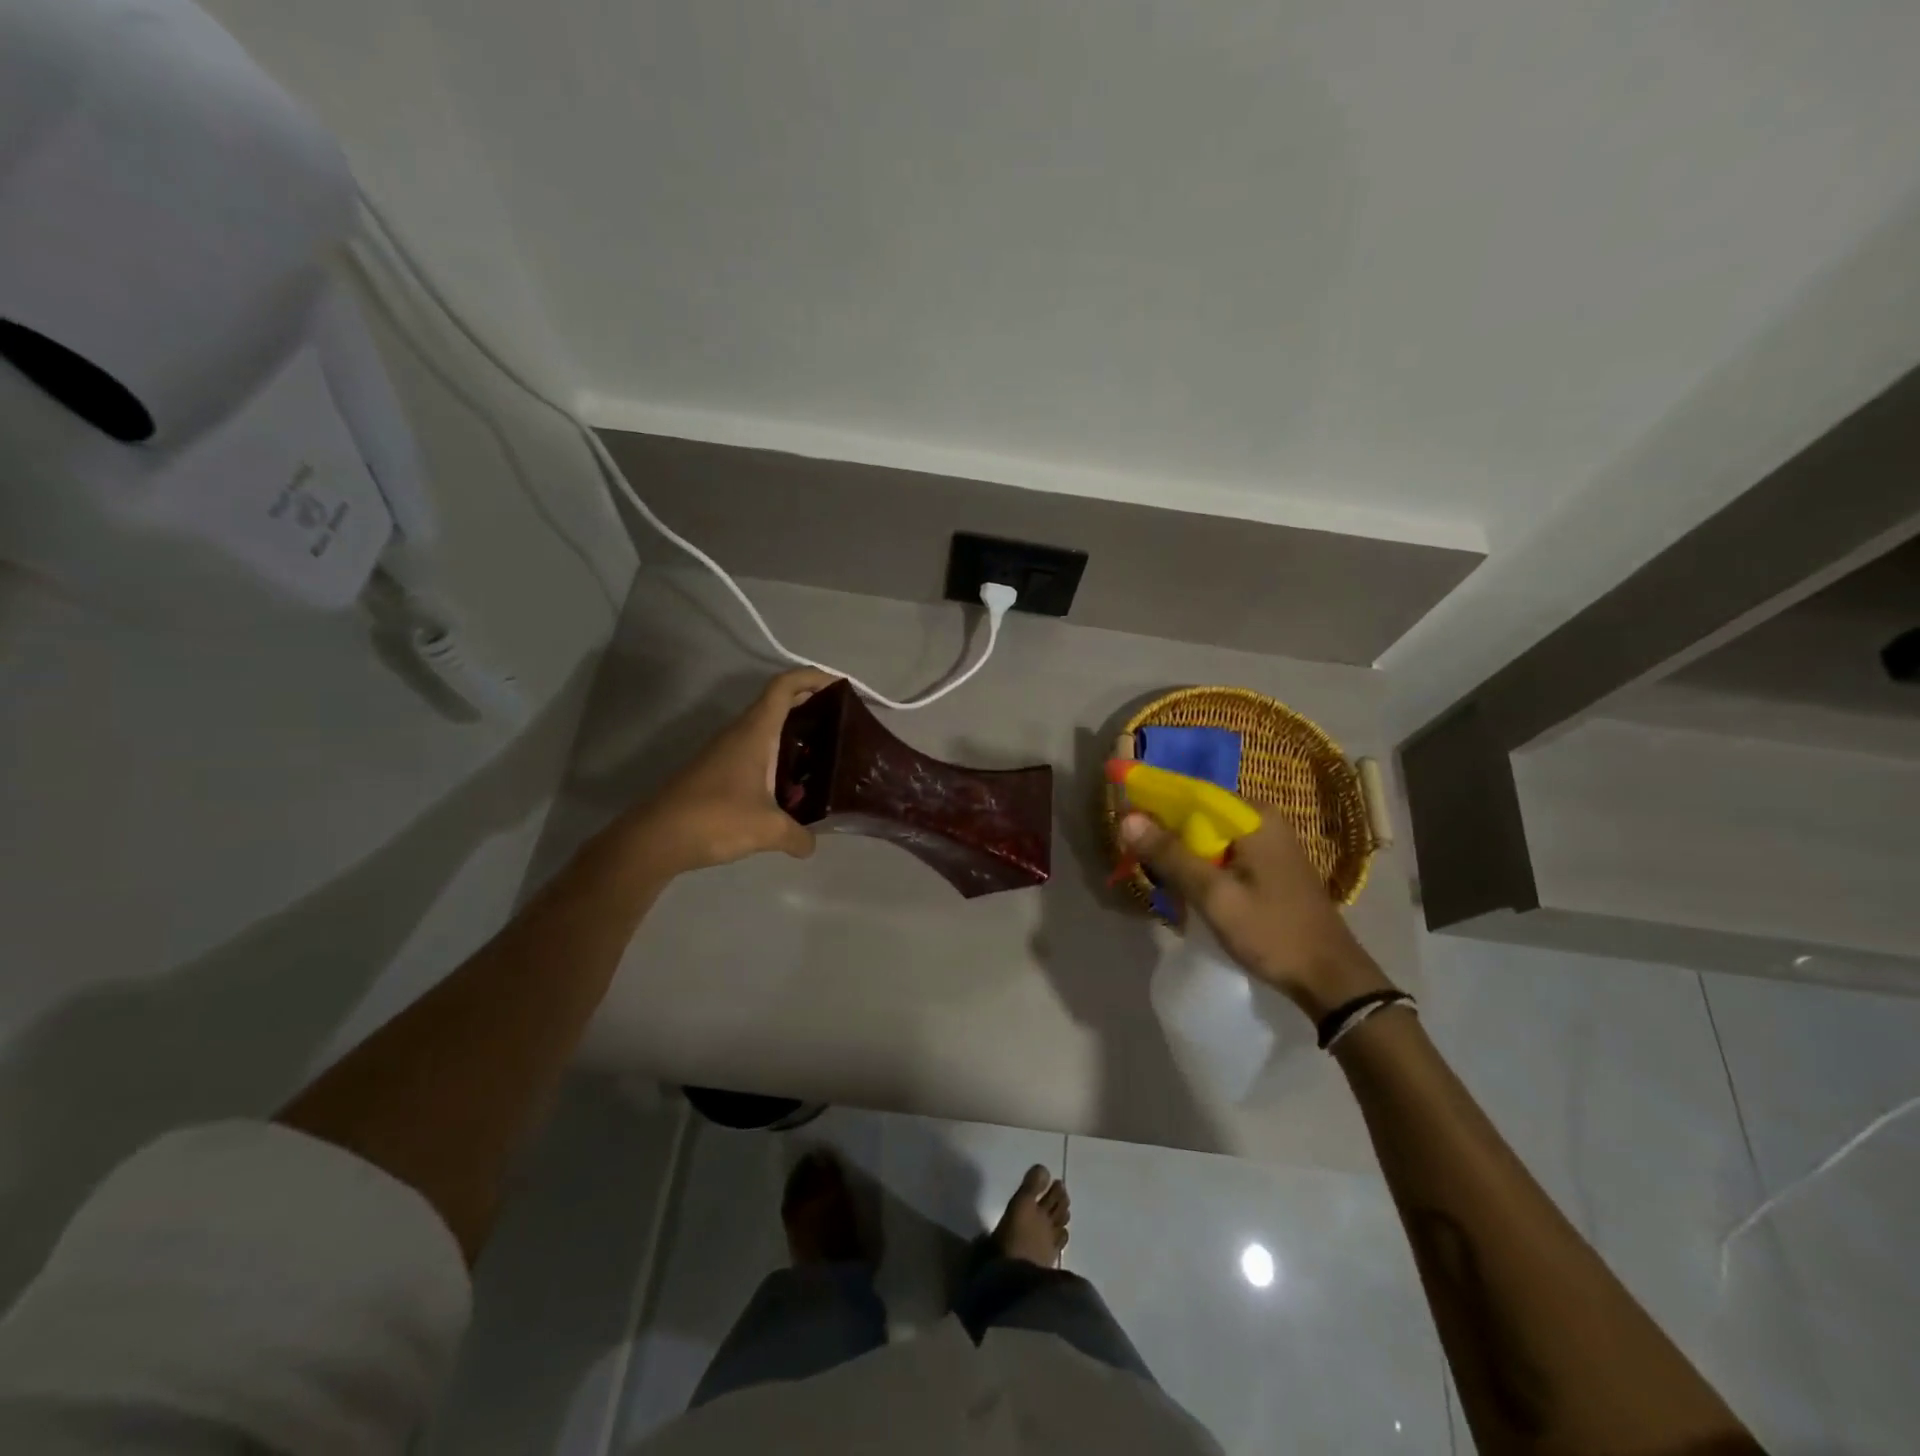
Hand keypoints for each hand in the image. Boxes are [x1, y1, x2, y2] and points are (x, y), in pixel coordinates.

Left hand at [621, 668, 838, 877]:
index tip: (839, 685)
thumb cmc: (715, 819)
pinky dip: (777, 757)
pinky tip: (791, 785)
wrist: (656, 839)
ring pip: (765, 729)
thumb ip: (798, 835)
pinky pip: (755, 752)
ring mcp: (725, 752)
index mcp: (755, 732)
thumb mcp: (768, 830)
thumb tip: (812, 845)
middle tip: (841, 723)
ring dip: (793, 733)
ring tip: (824, 755)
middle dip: (810, 704)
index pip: (784, 687)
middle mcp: (740, 734)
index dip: (811, 677)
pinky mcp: (716, 772)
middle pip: (777, 703)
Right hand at [1119, 810, 1392, 1018]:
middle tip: (1141, 864)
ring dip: (1181, 855)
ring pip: (1208, 836)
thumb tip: (1126, 819)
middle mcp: (1262, 818)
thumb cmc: (1272, 932)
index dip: (1153, 803)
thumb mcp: (1215, 895)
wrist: (1330, 979)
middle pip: (1198, 814)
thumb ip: (1171, 855)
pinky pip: (1223, 853)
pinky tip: (1187, 892)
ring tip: (1161, 883)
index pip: (1190, 792)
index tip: (1124, 823)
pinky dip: (1201, 867)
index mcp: (1253, 815)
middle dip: (1166, 836)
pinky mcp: (1269, 864)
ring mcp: (1268, 842)